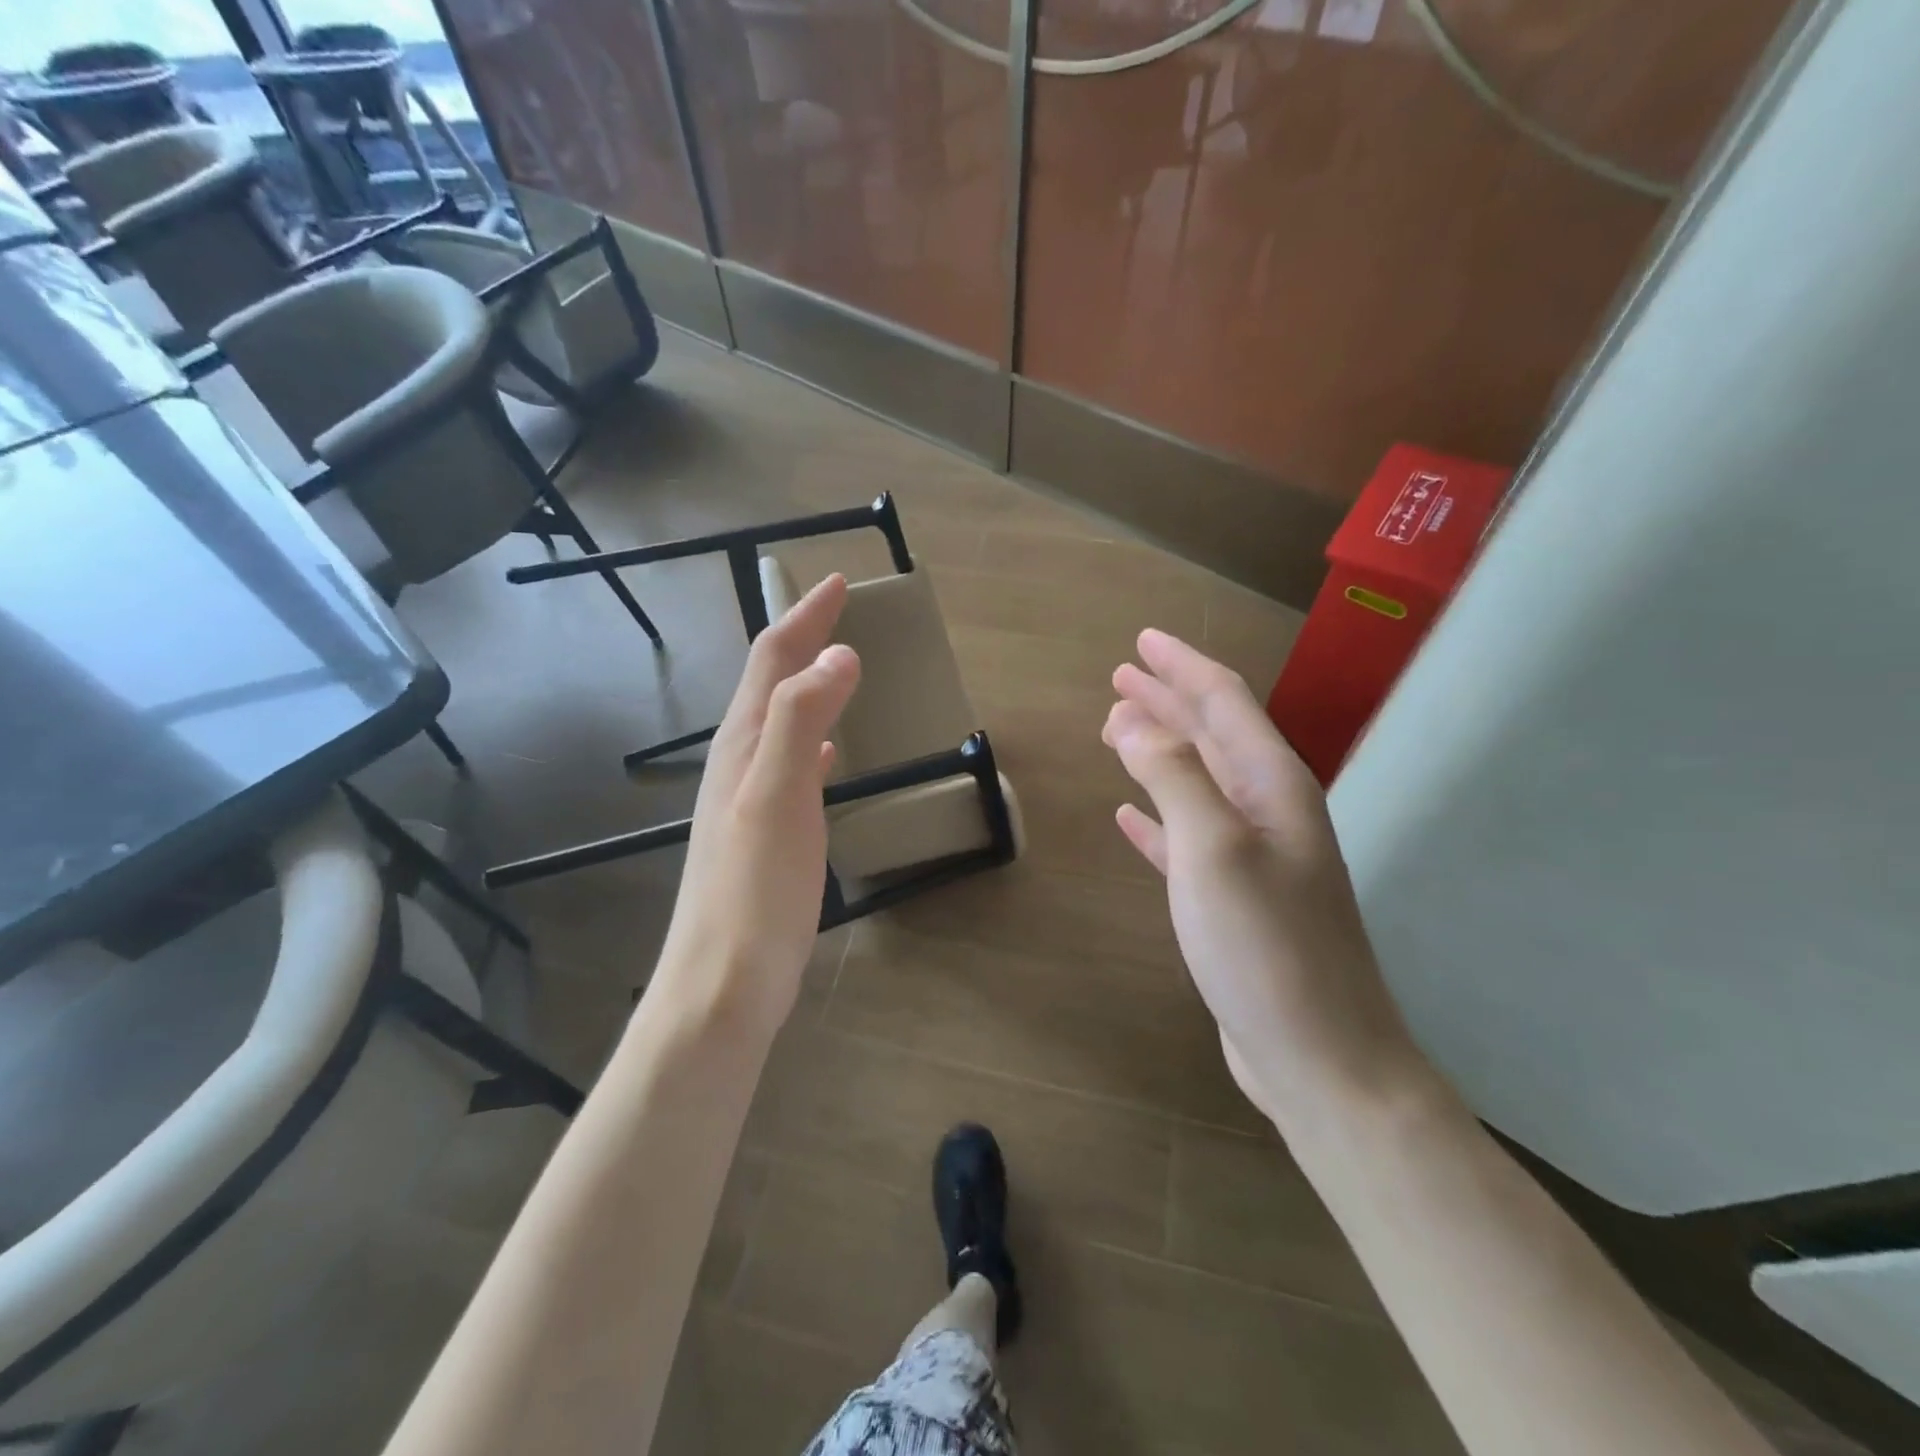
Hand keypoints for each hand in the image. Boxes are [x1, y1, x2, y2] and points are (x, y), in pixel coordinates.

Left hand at [655, 574, 860, 1036]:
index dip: (803, 618)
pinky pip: (791, 764)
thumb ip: (802, 721)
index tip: (835, 582)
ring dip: (807, 685)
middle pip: (770, 684)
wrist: (723, 983)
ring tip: (837, 666)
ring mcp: (749, 800)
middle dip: (801, 640)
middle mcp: (739, 763)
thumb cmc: (753, 891)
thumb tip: (838, 655)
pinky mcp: (766, 832)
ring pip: (780, 722)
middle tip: (837, 612)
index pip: (772, 661)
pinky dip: (813, 740)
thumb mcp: (778, 798)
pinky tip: (830, 752)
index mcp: (743, 745)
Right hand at [1102, 629, 1429, 1128]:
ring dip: (1160, 751)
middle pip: (1212, 735)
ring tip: (1117, 730)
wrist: (1319, 1057)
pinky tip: (1128, 815)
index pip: (1224, 702)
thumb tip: (1133, 721)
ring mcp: (1253, 856)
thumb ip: (1174, 776)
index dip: (1182, 668)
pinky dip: (1157, 817)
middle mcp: (1268, 810)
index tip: (1142, 642)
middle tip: (1121, 678)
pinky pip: (1187, 836)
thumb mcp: (1214, 849)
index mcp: (1271, 785)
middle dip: (1168, 701)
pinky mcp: (1232, 898)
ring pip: (1197, 782)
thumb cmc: (1266, 947)